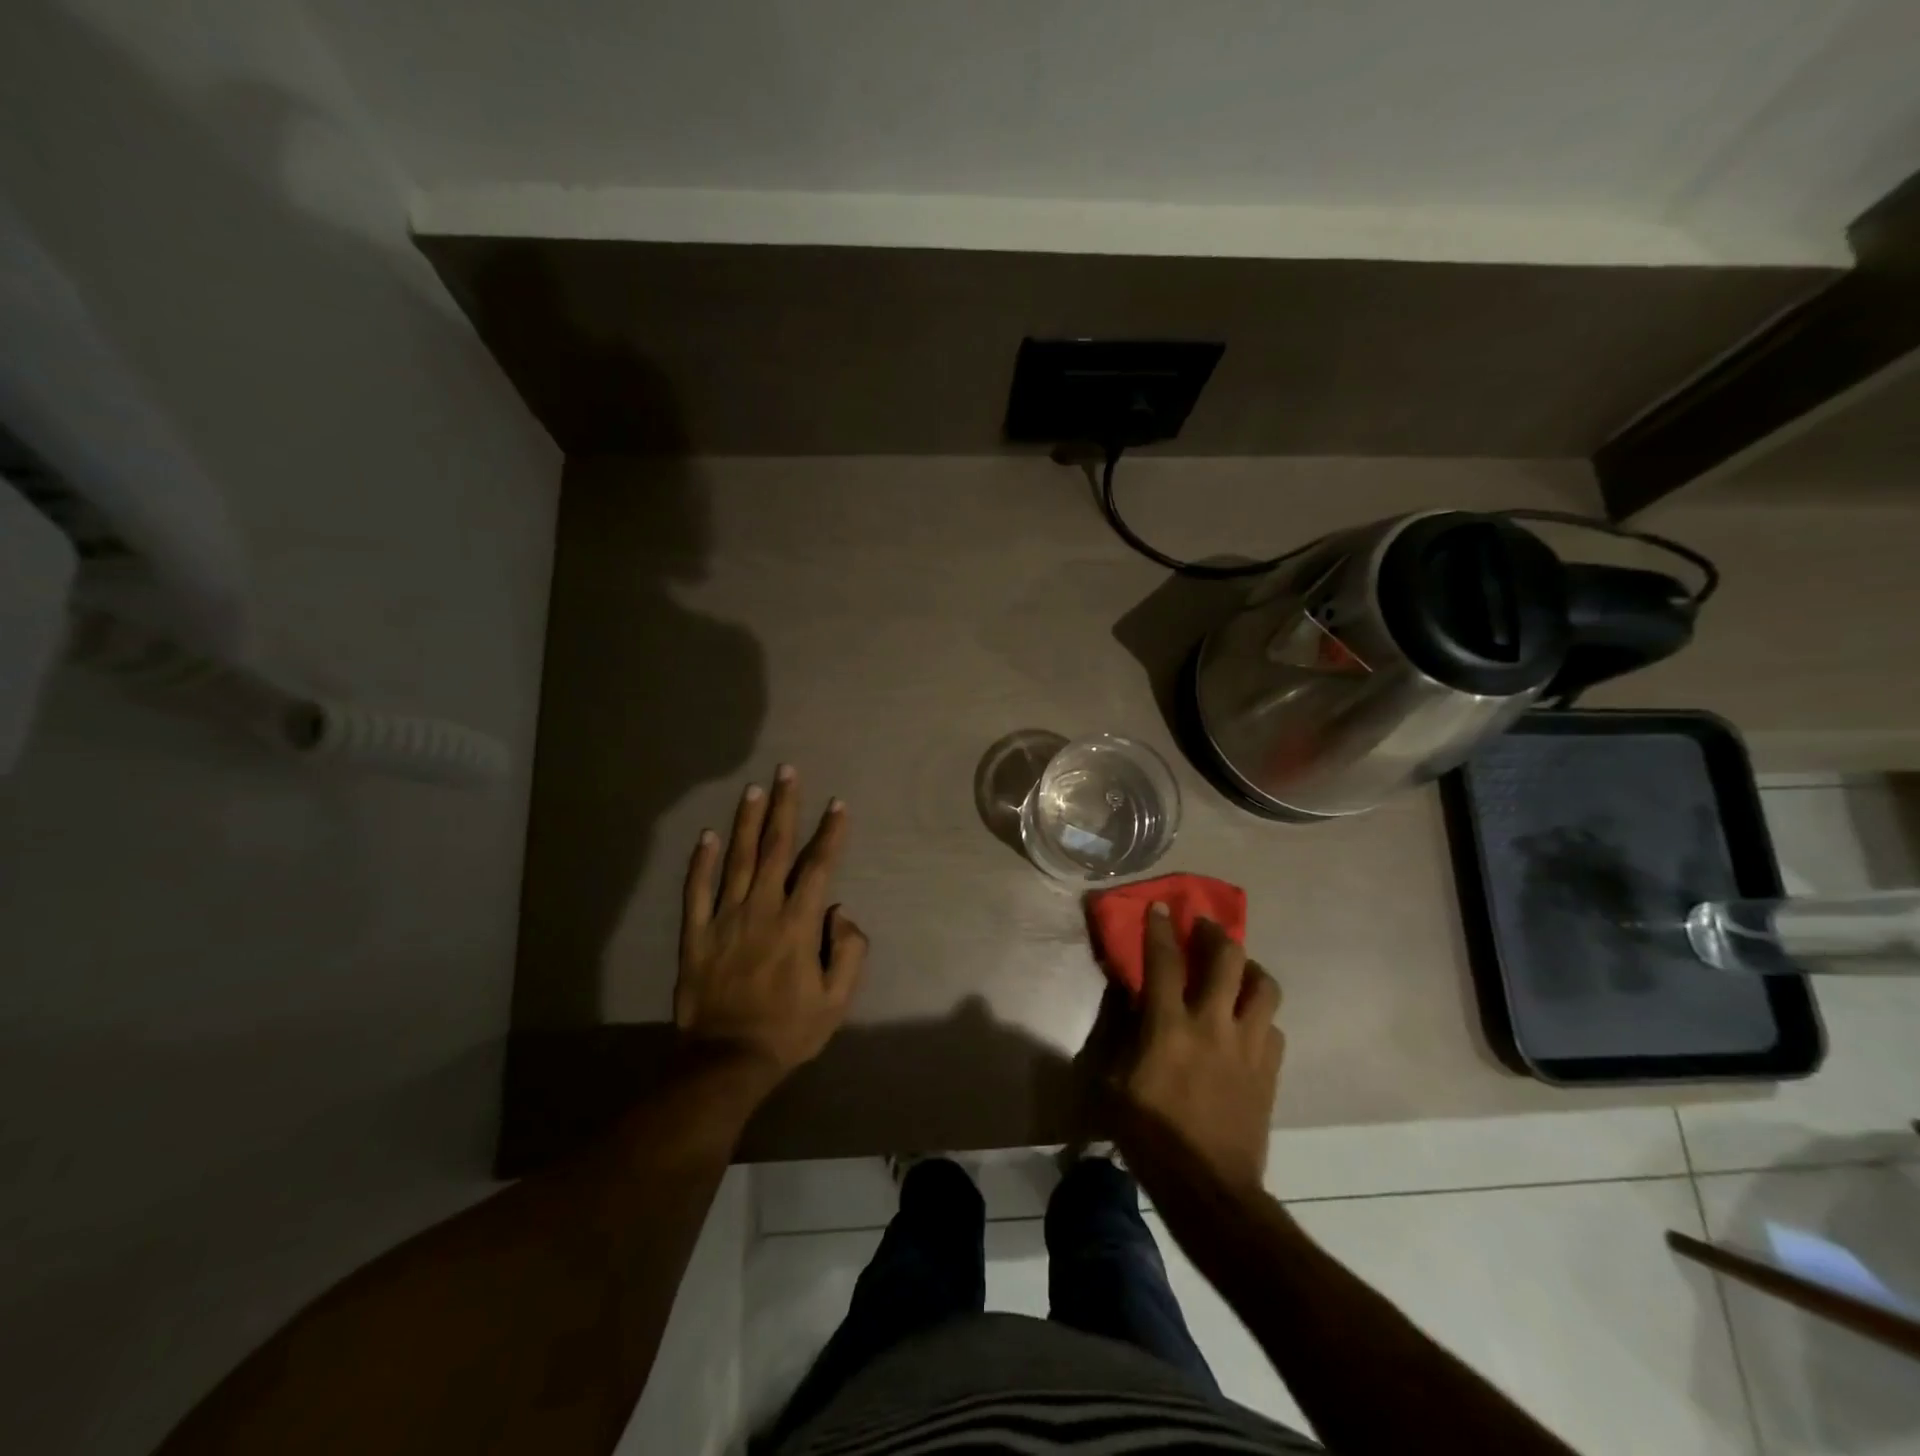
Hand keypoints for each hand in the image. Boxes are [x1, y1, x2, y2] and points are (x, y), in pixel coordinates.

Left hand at [675, 765, 867, 1086]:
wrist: (726, 1062)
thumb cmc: (789, 1031)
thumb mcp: (837, 1000)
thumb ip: (849, 950)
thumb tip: (840, 910)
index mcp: (798, 924)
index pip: (818, 866)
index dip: (830, 833)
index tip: (838, 803)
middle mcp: (761, 910)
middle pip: (775, 849)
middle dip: (784, 806)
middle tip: (787, 772)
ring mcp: (724, 919)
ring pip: (737, 859)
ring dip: (746, 821)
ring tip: (753, 789)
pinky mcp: (696, 934)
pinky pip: (697, 891)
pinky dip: (700, 862)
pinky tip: (706, 836)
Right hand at [1116, 905, 1283, 1192]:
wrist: (1210, 1187)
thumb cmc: (1150, 1135)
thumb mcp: (1114, 1083)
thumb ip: (1121, 1034)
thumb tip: (1128, 998)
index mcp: (1169, 1026)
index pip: (1163, 961)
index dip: (1160, 929)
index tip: (1161, 907)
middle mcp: (1213, 1024)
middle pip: (1226, 960)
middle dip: (1215, 934)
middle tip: (1205, 927)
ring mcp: (1249, 1046)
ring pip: (1264, 987)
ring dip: (1249, 969)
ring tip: (1236, 969)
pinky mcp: (1270, 1070)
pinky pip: (1275, 1027)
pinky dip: (1261, 1015)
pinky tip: (1249, 1022)